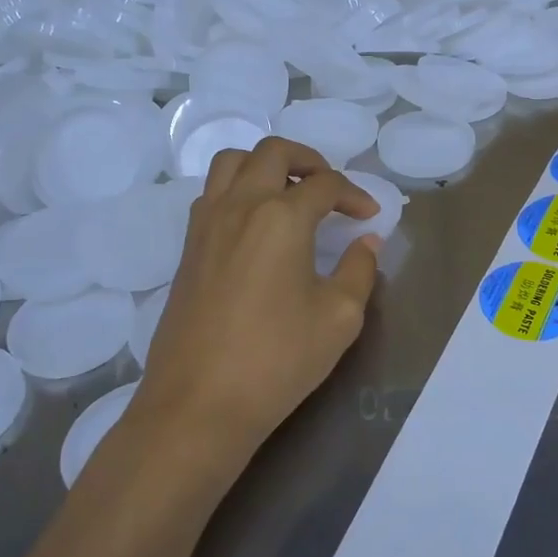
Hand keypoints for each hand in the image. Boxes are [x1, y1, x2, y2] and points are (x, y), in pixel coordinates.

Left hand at [137, 137, 380, 452]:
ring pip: (232, 162)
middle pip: (273, 153)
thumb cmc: (276, 360)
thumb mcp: (338, 318)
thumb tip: (366, 242)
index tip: (369, 217)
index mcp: (281, 217)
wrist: (198, 403)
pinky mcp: (188, 247)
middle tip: (331, 189)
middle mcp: (240, 206)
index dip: (354, 195)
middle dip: (310, 161)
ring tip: (289, 194)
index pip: (325, 185)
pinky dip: (238, 188)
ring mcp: (206, 224)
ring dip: (266, 165)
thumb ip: (359, 270)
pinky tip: (256, 224)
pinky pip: (212, 193)